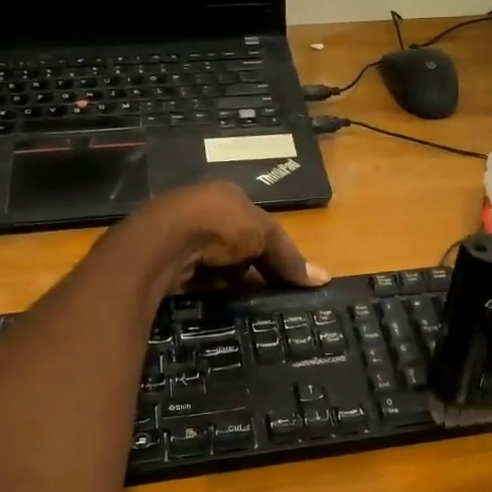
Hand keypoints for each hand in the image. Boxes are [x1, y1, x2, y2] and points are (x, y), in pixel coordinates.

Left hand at [123, 180, 329, 292]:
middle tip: (260, 289)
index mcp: (227, 195)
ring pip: (213, 260)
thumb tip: (325, 279)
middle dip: (245, 264)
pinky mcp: (165, 256)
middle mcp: (201, 208)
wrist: (165, 240)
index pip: (255, 223)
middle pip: (234, 243)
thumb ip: (291, 258)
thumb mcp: (265, 236)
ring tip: (237, 295)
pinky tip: (211, 295)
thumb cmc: (220, 225)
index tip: (279, 274)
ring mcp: (180, 232)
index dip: (269, 248)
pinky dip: (205, 285)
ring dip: (225, 277)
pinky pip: (193, 274)